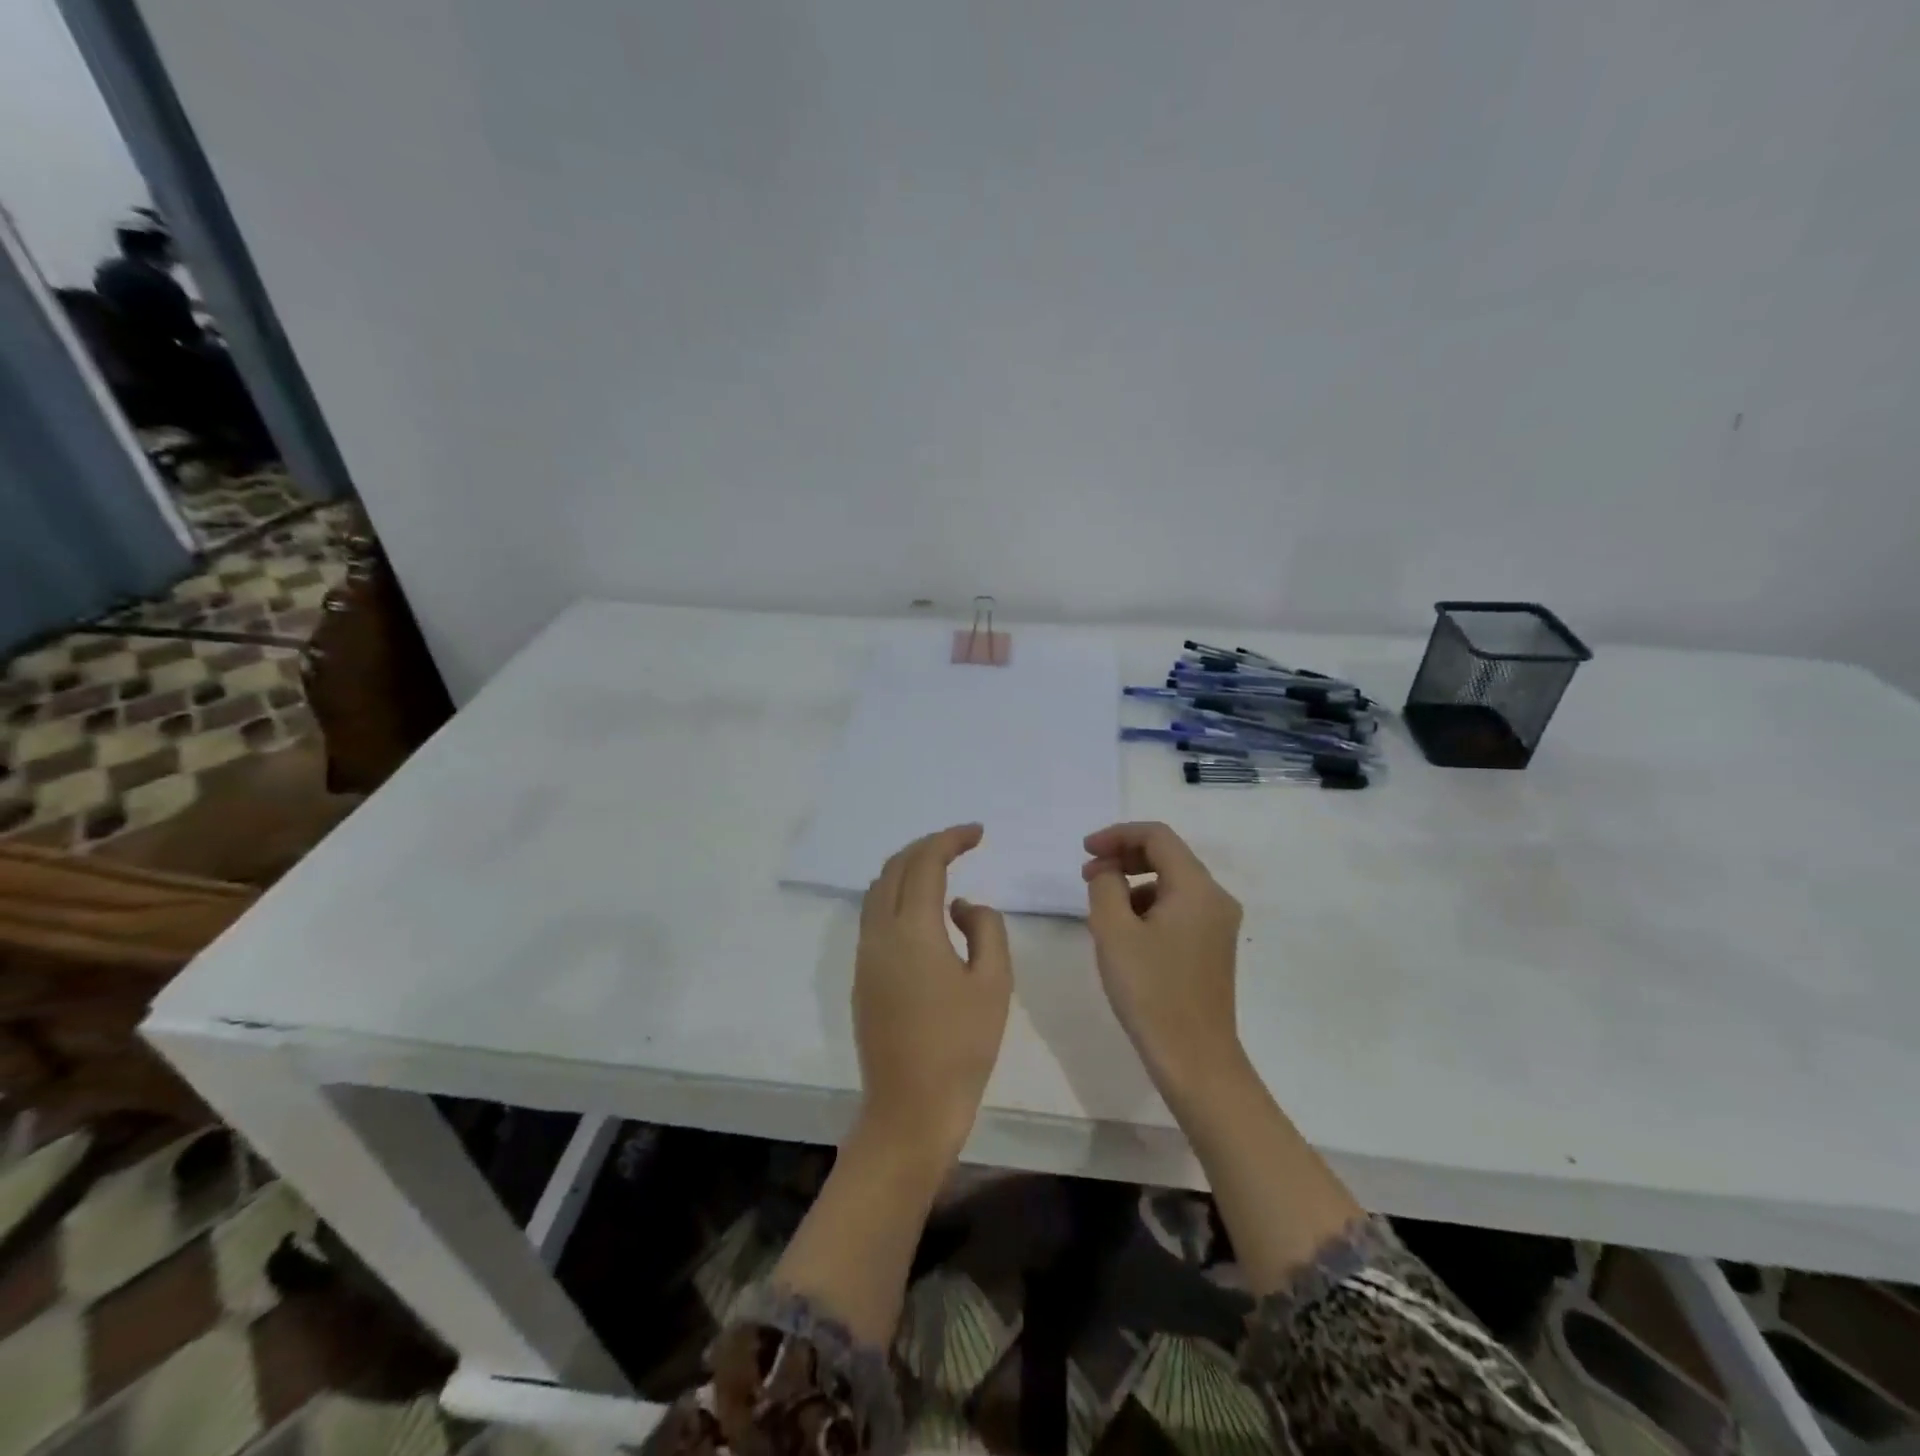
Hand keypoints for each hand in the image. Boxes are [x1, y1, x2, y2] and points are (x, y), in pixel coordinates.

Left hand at [855, 824, 1012, 1162]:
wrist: (910, 1109)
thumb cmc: (962, 1046)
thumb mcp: (994, 982)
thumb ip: (985, 928)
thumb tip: (961, 906)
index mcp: (912, 929)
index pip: (925, 863)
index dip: (950, 839)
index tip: (978, 833)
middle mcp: (879, 933)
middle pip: (895, 867)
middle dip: (927, 846)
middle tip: (961, 844)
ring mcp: (864, 954)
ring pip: (878, 889)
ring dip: (908, 868)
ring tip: (942, 869)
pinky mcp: (861, 975)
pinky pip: (874, 914)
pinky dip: (897, 895)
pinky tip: (924, 911)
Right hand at [1082, 822, 1244, 1094]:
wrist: (1195, 1060)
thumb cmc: (1150, 991)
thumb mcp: (1113, 931)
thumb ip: (1105, 886)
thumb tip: (1108, 872)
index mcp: (1197, 887)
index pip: (1156, 836)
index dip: (1117, 835)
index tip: (1084, 851)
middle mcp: (1215, 898)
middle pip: (1167, 856)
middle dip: (1124, 857)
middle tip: (1087, 875)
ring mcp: (1218, 925)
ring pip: (1171, 883)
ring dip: (1134, 883)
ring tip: (1102, 909)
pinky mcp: (1213, 948)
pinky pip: (1178, 908)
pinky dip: (1148, 907)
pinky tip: (1125, 934)